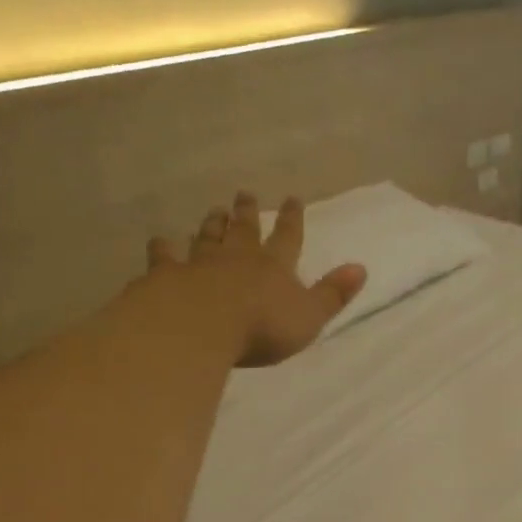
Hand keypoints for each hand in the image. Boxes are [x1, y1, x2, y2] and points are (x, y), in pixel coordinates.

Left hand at [147, 193, 366, 366]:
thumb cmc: (261, 327)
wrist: (201, 326)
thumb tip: (360, 268)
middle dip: (248, 212)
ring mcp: (200, 263)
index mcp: (274, 266)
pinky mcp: (168, 275)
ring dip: (212, 223)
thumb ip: (333, 294)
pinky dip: (163, 248)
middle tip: (244, 194)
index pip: (288, 237)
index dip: (293, 219)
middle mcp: (238, 257)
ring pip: (208, 237)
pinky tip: (160, 241)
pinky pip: (165, 257)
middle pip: (244, 230)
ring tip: (214, 210)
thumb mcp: (309, 316)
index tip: (293, 198)